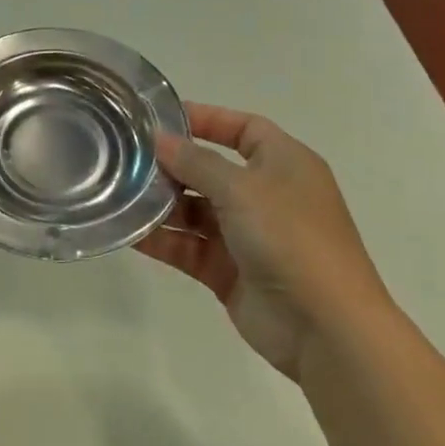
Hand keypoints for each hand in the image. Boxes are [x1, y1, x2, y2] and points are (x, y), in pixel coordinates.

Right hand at [135, 103, 391, 378]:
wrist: (325, 327)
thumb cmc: (291, 239)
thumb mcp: (242, 189)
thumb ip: (196, 162)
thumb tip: (159, 139)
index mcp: (284, 164)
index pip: (243, 128)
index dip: (206, 119)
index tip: (160, 118)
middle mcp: (266, 195)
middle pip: (212, 170)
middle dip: (172, 165)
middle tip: (126, 158)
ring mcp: (247, 235)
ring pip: (195, 210)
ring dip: (161, 203)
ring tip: (119, 194)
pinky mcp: (229, 271)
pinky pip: (189, 247)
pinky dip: (162, 239)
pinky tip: (128, 232)